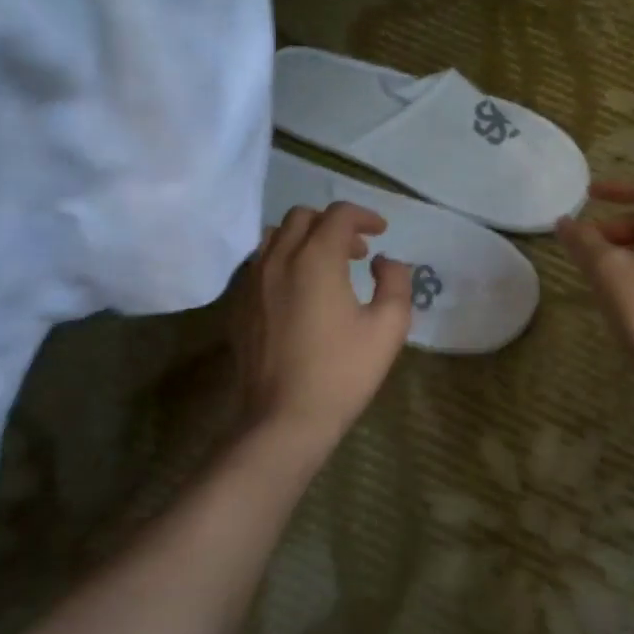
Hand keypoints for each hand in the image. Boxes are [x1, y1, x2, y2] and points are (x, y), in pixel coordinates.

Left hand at [232, 202, 412, 451]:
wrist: (284, 418)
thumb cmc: (342, 372)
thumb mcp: (388, 327)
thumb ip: (395, 282)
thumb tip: (383, 262)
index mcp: (316, 259)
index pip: (339, 215)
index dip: (364, 216)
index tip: (380, 232)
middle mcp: (278, 259)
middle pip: (303, 217)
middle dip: (333, 224)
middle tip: (357, 252)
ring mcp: (252, 281)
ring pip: (275, 236)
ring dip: (304, 239)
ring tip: (325, 266)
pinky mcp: (238, 304)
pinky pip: (259, 264)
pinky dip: (282, 261)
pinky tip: (297, 292)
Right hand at [556, 180, 633, 371]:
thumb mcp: (607, 269)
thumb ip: (583, 241)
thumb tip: (564, 221)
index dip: (615, 189)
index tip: (587, 195)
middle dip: (611, 227)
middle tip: (583, 245)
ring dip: (620, 251)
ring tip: (592, 272)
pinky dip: (633, 269)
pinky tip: (615, 294)